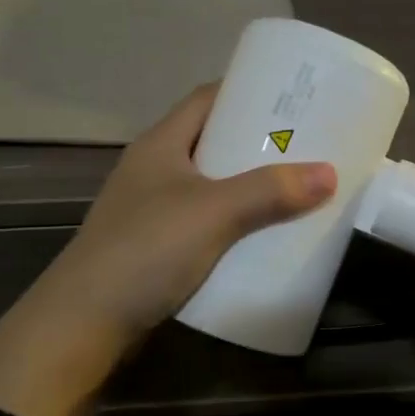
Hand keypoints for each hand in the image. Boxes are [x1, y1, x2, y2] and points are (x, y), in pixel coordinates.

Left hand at [0, 85, 336, 415]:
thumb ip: (270, 191)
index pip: (206, 99)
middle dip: (257, 143)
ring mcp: (152, 210)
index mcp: (160, 144)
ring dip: (249, 186)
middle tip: (306, 145)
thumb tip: (330, 173)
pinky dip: (235, 222)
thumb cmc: (146, 250)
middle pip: (212, 142)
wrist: (84, 324)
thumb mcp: (213, 212)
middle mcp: (154, 170)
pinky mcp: (157, 247)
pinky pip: (206, 221)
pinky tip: (263, 234)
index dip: (246, 91)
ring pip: (211, 185)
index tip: (291, 98)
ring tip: (295, 187)